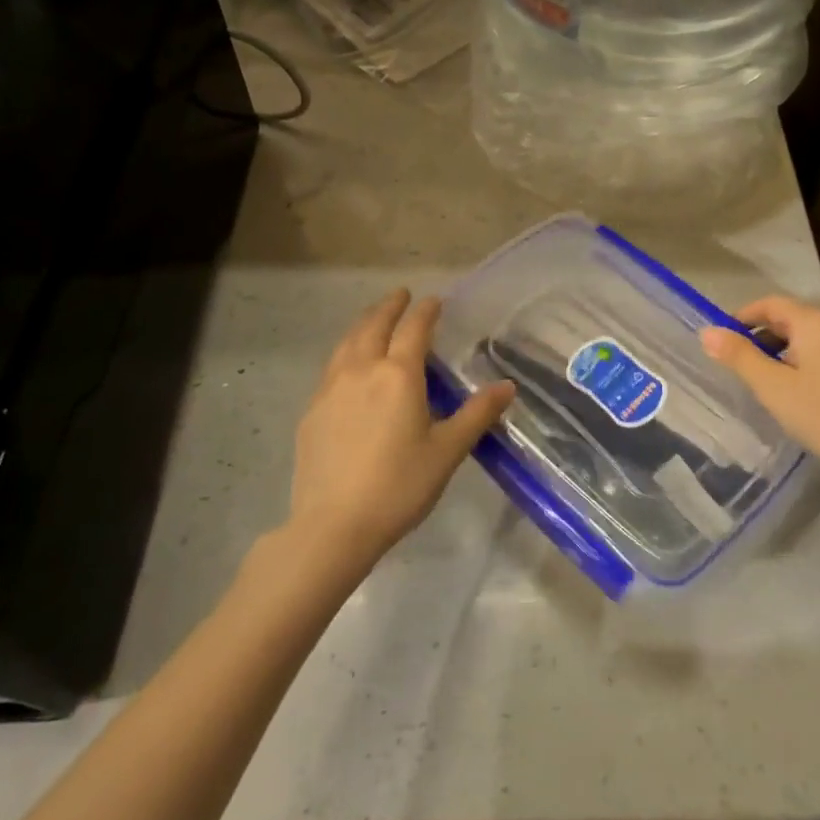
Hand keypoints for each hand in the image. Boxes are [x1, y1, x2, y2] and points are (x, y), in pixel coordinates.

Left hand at [289, 289, 514, 564]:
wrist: (334, 524)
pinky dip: (345, 352)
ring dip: (364, 324)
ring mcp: (330, 389)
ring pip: (347, 343)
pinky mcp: (312, 411)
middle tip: (400, 295)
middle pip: (374, 326)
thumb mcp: (447, 451)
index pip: (414, 329)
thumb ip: (477, 414)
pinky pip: (332, 368)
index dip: (425, 311)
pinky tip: (348, 367)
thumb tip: (507, 386)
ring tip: (373, 320)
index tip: (434, 300)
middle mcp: (362, 371)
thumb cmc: (400, 485)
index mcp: (398, 375)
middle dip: (389, 306)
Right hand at [699, 296, 819, 486]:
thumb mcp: (772, 387)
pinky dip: (810, 362)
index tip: (722, 340)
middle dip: (764, 336)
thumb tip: (707, 332)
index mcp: (816, 320)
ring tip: (770, 383)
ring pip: (814, 337)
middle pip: (793, 318)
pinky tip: (804, 394)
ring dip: (787, 351)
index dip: (743, 317)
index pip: (771, 303)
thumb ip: (739, 356)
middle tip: (742, 365)